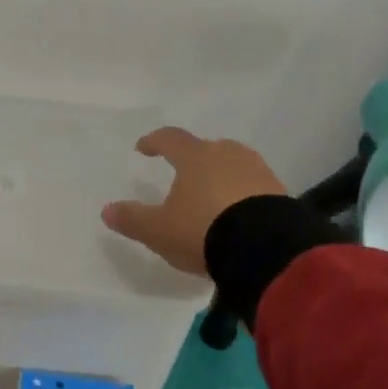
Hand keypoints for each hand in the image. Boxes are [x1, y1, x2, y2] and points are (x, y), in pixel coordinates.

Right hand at [101, 127, 285, 275]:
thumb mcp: (159, 230)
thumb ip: (133, 219)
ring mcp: (257, 171)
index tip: (143, 148)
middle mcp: (227, 154)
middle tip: (183, 175)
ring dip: (221, 176)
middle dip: (193, 159)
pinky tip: (238, 214)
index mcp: (194, 156)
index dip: (154, 142)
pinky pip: (254, 187)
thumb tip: (107, 211)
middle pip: (206, 148)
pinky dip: (242, 195)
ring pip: (233, 165)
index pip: (170, 138)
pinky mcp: (280, 192)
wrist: (267, 249)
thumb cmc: (203, 230)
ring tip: (213, 197)